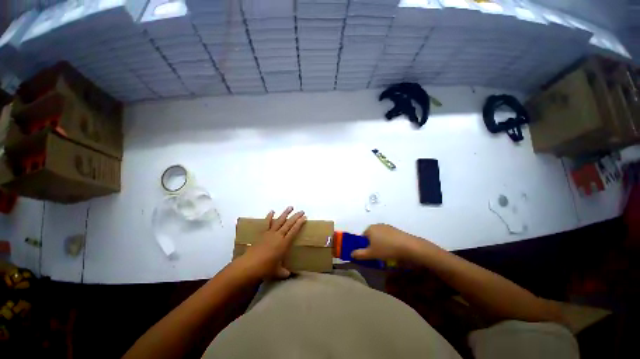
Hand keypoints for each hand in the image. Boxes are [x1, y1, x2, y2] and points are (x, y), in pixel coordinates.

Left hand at [238, 207, 305, 279]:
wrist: (249, 266)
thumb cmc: (265, 269)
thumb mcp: (278, 272)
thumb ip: (285, 272)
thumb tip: (289, 274)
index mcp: (284, 243)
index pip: (294, 230)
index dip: (300, 223)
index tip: (304, 217)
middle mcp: (278, 236)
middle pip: (289, 224)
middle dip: (296, 217)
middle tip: (301, 211)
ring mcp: (270, 233)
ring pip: (279, 221)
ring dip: (285, 213)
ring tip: (290, 207)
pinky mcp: (262, 234)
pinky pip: (266, 223)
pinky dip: (269, 217)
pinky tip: (272, 211)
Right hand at [351, 224, 420, 260]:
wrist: (408, 246)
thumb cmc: (386, 249)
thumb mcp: (371, 254)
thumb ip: (359, 254)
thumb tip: (351, 254)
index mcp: (369, 229)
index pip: (362, 237)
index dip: (364, 245)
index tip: (370, 253)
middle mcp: (377, 225)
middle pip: (371, 236)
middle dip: (372, 244)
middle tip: (377, 254)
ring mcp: (386, 226)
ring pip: (379, 236)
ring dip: (380, 243)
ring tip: (386, 252)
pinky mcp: (395, 229)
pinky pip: (387, 236)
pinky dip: (388, 241)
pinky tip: (393, 248)